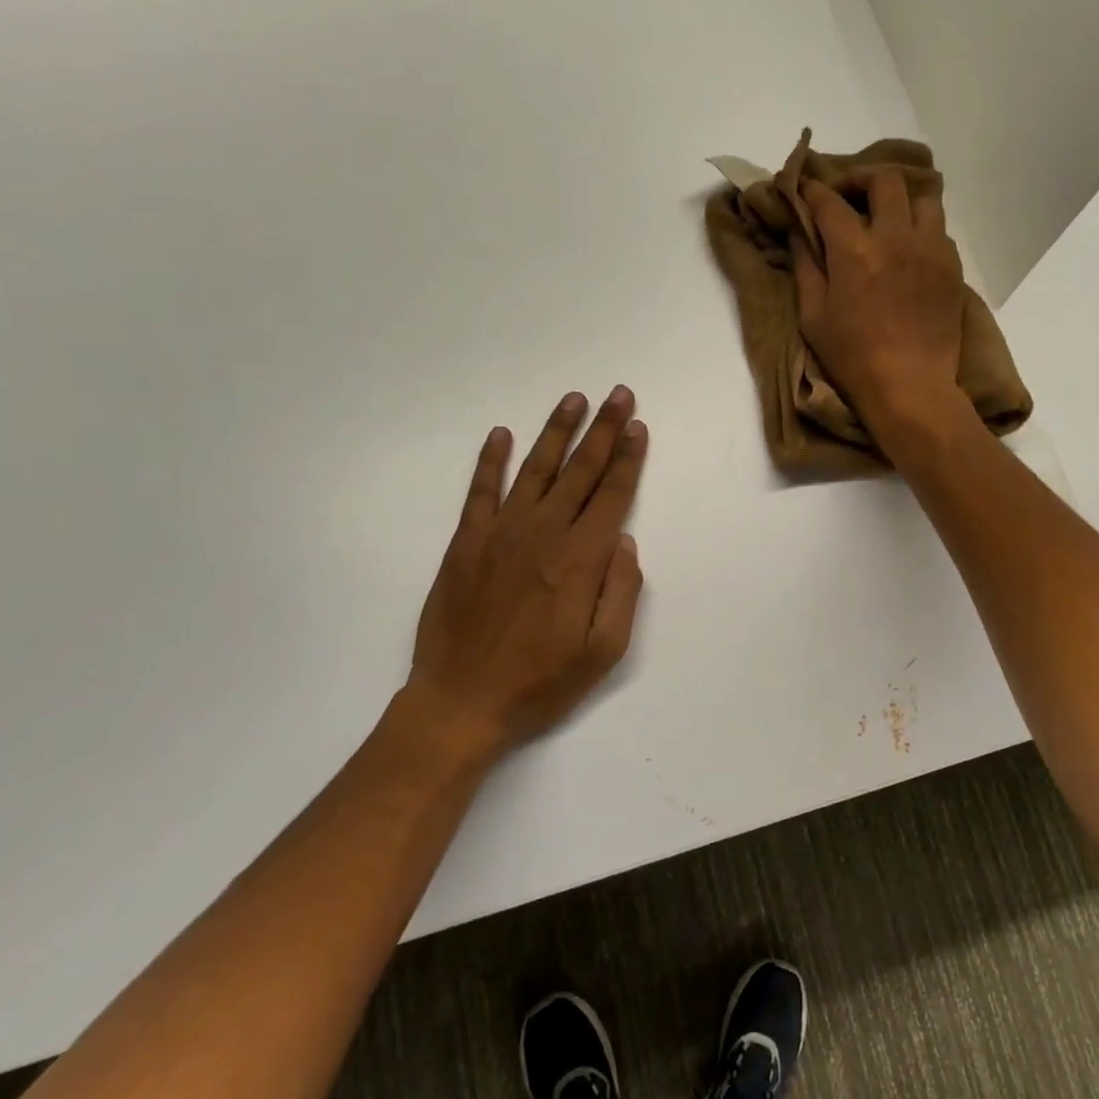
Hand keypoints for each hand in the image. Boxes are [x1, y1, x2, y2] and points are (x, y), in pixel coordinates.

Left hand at [399, 387, 647, 763]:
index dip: (628, 458)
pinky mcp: (466, 542)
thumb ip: (621, 591)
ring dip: (556, 432)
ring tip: (574, 400)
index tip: (638, 427)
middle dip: (603, 430)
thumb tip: (624, 540)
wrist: (461, 703)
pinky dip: (490, 461)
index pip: (612, 495)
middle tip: (618, 395)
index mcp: (580, 559)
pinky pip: (480, 491)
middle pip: (580, 471)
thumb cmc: (540, 682)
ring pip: (535, 470)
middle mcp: (543, 534)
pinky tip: (501, 435)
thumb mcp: (603, 652)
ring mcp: (500, 534)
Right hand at [793, 169, 967, 440]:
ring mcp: (930, 249)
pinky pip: (939, 229)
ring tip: (887, 218)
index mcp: (855, 250)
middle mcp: (896, 238)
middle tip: (848, 196)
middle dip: (860, 179)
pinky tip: (909, 249)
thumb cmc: (853, 358)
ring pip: (922, 198)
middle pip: (884, 180)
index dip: (813, 191)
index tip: (805, 190)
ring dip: (900, 200)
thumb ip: (806, 269)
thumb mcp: (813, 317)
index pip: (830, 201)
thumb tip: (800, 235)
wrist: (910, 386)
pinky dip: (921, 229)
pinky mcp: (952, 267)